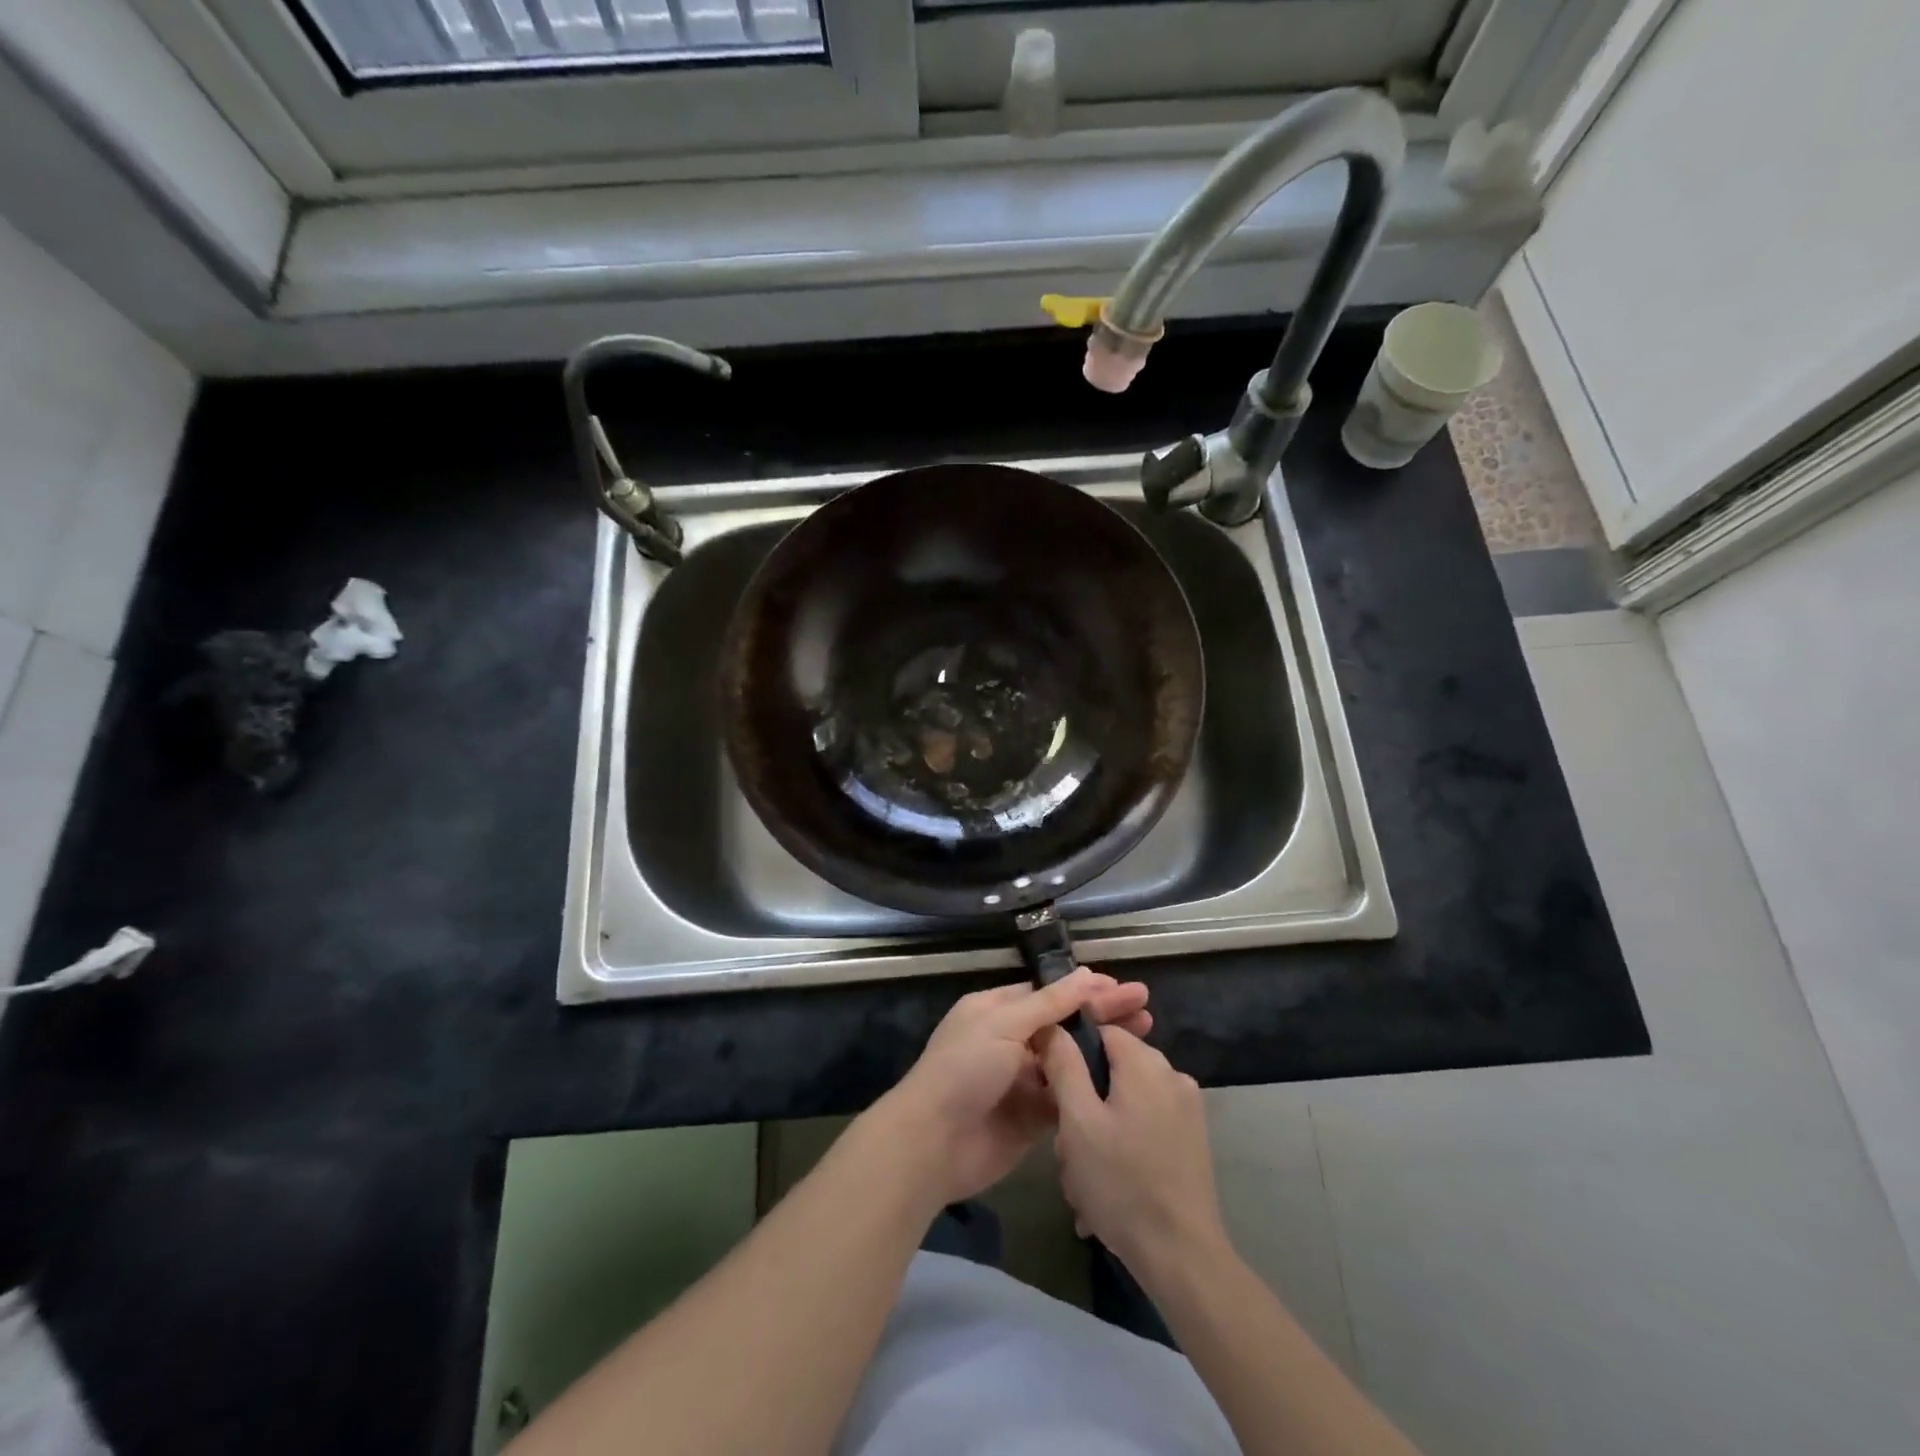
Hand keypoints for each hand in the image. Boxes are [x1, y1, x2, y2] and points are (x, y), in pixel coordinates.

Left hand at [880, 969, 1150, 1208]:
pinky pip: (1068, 1097)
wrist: (934, 1143)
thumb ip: (1048, 1004)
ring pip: (1071, 1059)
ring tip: (1146, 1037)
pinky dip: (1092, 1087)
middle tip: (1146, 1007)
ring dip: (1103, 1049)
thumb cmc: (965, 1069)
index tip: (1122, 987)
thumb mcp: (1004, 1024)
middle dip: (1102, 1014)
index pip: (1049, 993)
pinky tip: (1125, 1080)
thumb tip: (1085, 975)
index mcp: (997, 1010)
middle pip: (1065, 1024)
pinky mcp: (1033, 1117)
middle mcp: (1011, 1040)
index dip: (1085, 990)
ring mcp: (1023, 1080)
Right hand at [1043, 1023, 1227, 1280]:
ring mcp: (1186, 1110)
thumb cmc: (1122, 1182)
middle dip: (1083, 1107)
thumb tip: (1052, 1025)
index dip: (1069, 1055)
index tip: (1051, 1091)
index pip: (1099, 1031)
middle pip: (1111, 1071)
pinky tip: (1106, 1191)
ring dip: (1098, 1135)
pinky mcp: (1191, 1141)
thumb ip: (1063, 1065)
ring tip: (1083, 1183)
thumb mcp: (1078, 1121)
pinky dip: (1122, 1149)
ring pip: (1124, 1104)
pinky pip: (1143, 1128)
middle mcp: (1172, 1075)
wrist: (1182, 1257)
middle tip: (1066, 1149)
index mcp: (1146, 1062)